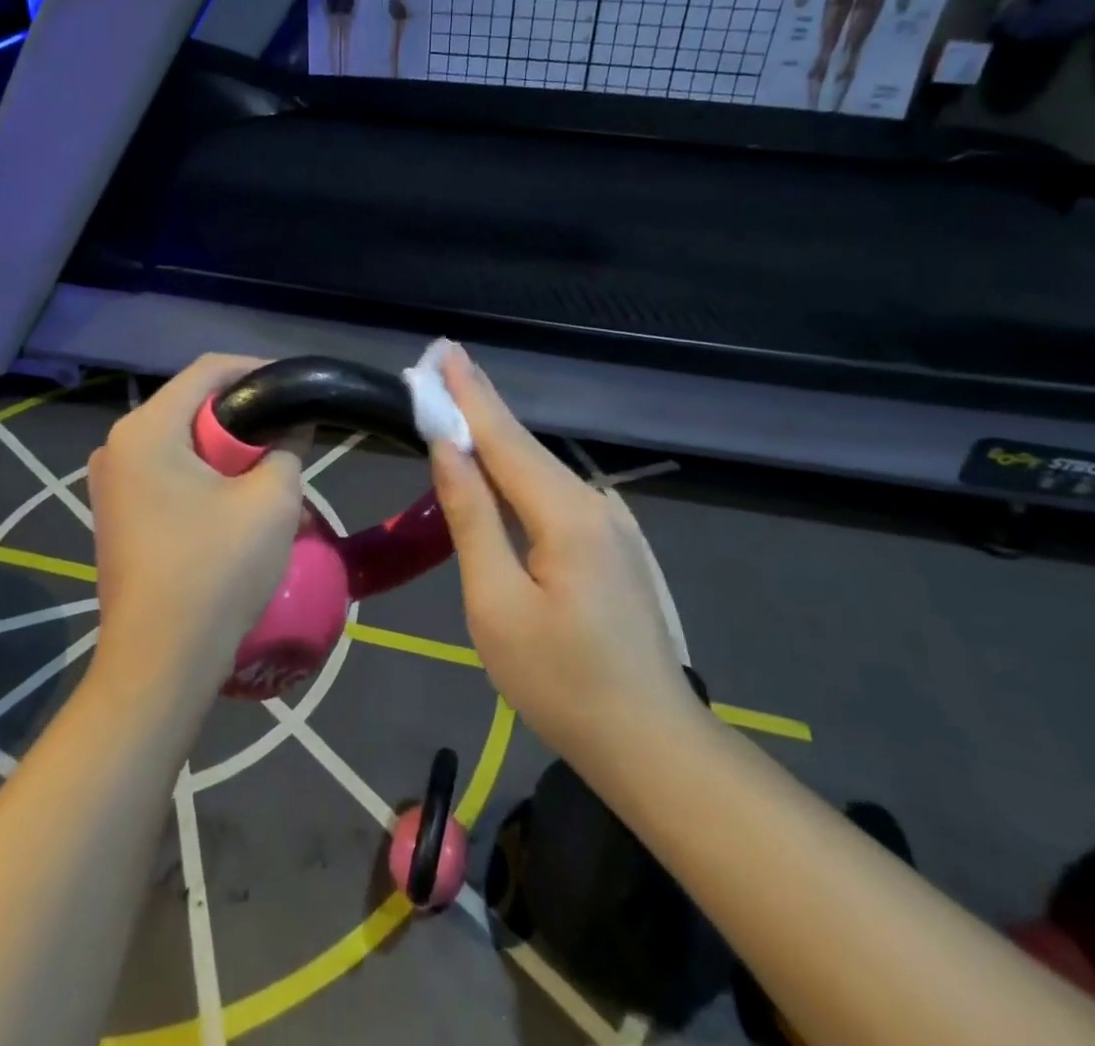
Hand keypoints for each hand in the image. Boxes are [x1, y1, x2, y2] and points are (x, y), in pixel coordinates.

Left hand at [88, 355, 305, 703]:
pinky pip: (167, 471)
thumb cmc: (216, 571)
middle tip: (287, 431)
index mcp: (145, 430)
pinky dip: (204, 473)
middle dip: (242, 414)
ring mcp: (111, 483)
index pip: (207, 371)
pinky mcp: (117, 513)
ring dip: (225, 448)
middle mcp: (117, 446)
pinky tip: (234, 498)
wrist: (161, 662)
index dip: (256, 369)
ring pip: (180, 440)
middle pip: (191, 404)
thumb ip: (286, 448)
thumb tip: (291, 427)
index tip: (295, 385)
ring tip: (268, 465)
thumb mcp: (271, 501)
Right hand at [428, 346, 701, 768]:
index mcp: (565, 514)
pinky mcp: (612, 545)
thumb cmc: (561, 682)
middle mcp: (593, 503)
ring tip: (460, 403)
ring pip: (540, 470)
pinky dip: (519, 470)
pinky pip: (554, 494)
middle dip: (480, 404)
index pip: (504, 438)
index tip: (443, 351)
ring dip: (498, 436)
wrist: (650, 743)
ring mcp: (610, 523)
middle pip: (524, 446)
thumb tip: (447, 450)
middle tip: (444, 364)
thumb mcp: (497, 604)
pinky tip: (501, 464)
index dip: (469, 395)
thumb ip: (472, 518)